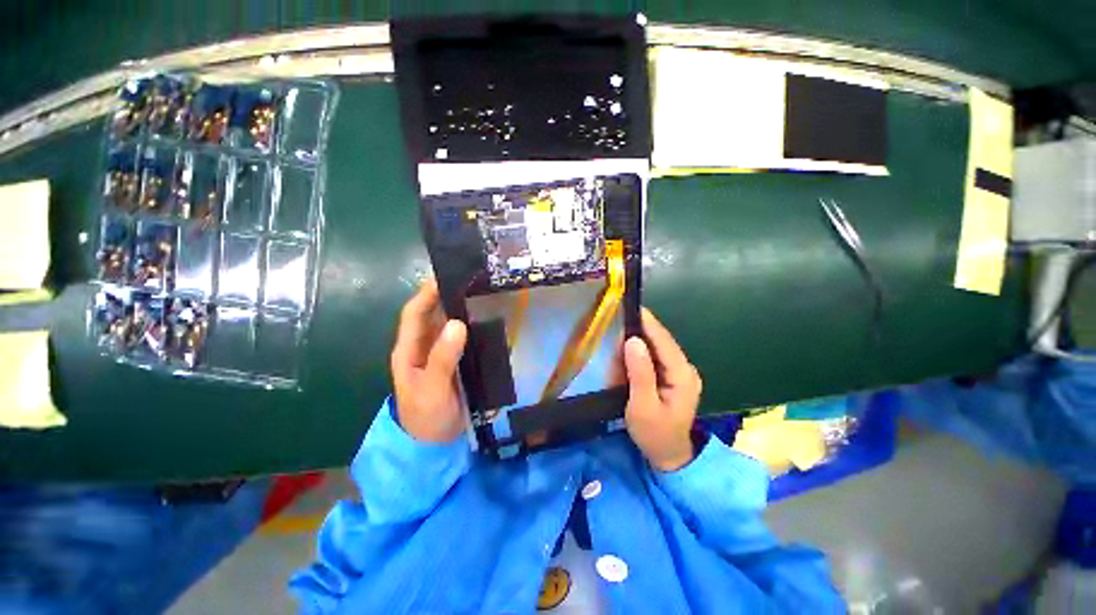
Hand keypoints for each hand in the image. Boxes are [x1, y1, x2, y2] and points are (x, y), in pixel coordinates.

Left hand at [391, 280, 467, 442]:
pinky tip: (486, 319)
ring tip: (482, 293)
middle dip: (447, 295)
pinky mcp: (453, 361)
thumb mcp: (433, 389)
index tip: (446, 275)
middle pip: (432, 314)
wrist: (435, 445)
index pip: (414, 314)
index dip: (426, 293)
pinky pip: (460, 337)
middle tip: (471, 280)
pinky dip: (470, 325)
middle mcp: (422, 347)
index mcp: (409, 350)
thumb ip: (443, 358)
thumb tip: (457, 323)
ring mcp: (438, 354)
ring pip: (447, 324)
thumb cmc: (427, 418)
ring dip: (460, 308)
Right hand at [623, 308, 702, 471]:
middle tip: (618, 323)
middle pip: (661, 341)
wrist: (668, 455)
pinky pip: (655, 357)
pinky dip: (640, 353)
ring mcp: (680, 372)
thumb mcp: (642, 407)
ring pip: (657, 347)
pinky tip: (628, 355)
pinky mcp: (672, 375)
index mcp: (682, 375)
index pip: (663, 341)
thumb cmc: (654, 434)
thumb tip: (632, 341)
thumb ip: (639, 373)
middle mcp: (685, 369)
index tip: (630, 307)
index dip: (647, 323)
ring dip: (639, 342)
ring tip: (621, 337)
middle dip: (640, 331)